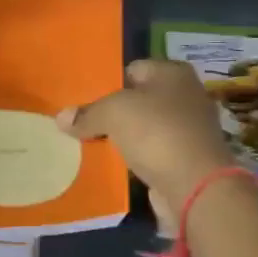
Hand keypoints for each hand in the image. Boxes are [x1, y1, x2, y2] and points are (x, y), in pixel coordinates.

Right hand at [58, 60, 236, 208]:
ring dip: (123, 137)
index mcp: (173, 72)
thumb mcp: (113, 113)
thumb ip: (87, 113)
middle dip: (113, 112)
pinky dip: (136, 158)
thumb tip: (61, 118)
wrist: (196, 187)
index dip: (107, 83)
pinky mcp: (186, 159)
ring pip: (144, 128)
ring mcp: (189, 129)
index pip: (132, 69)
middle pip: (139, 99)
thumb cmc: (157, 132)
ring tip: (91, 144)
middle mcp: (186, 95)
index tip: (83, 101)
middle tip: (83, 123)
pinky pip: (152, 153)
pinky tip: (113, 165)